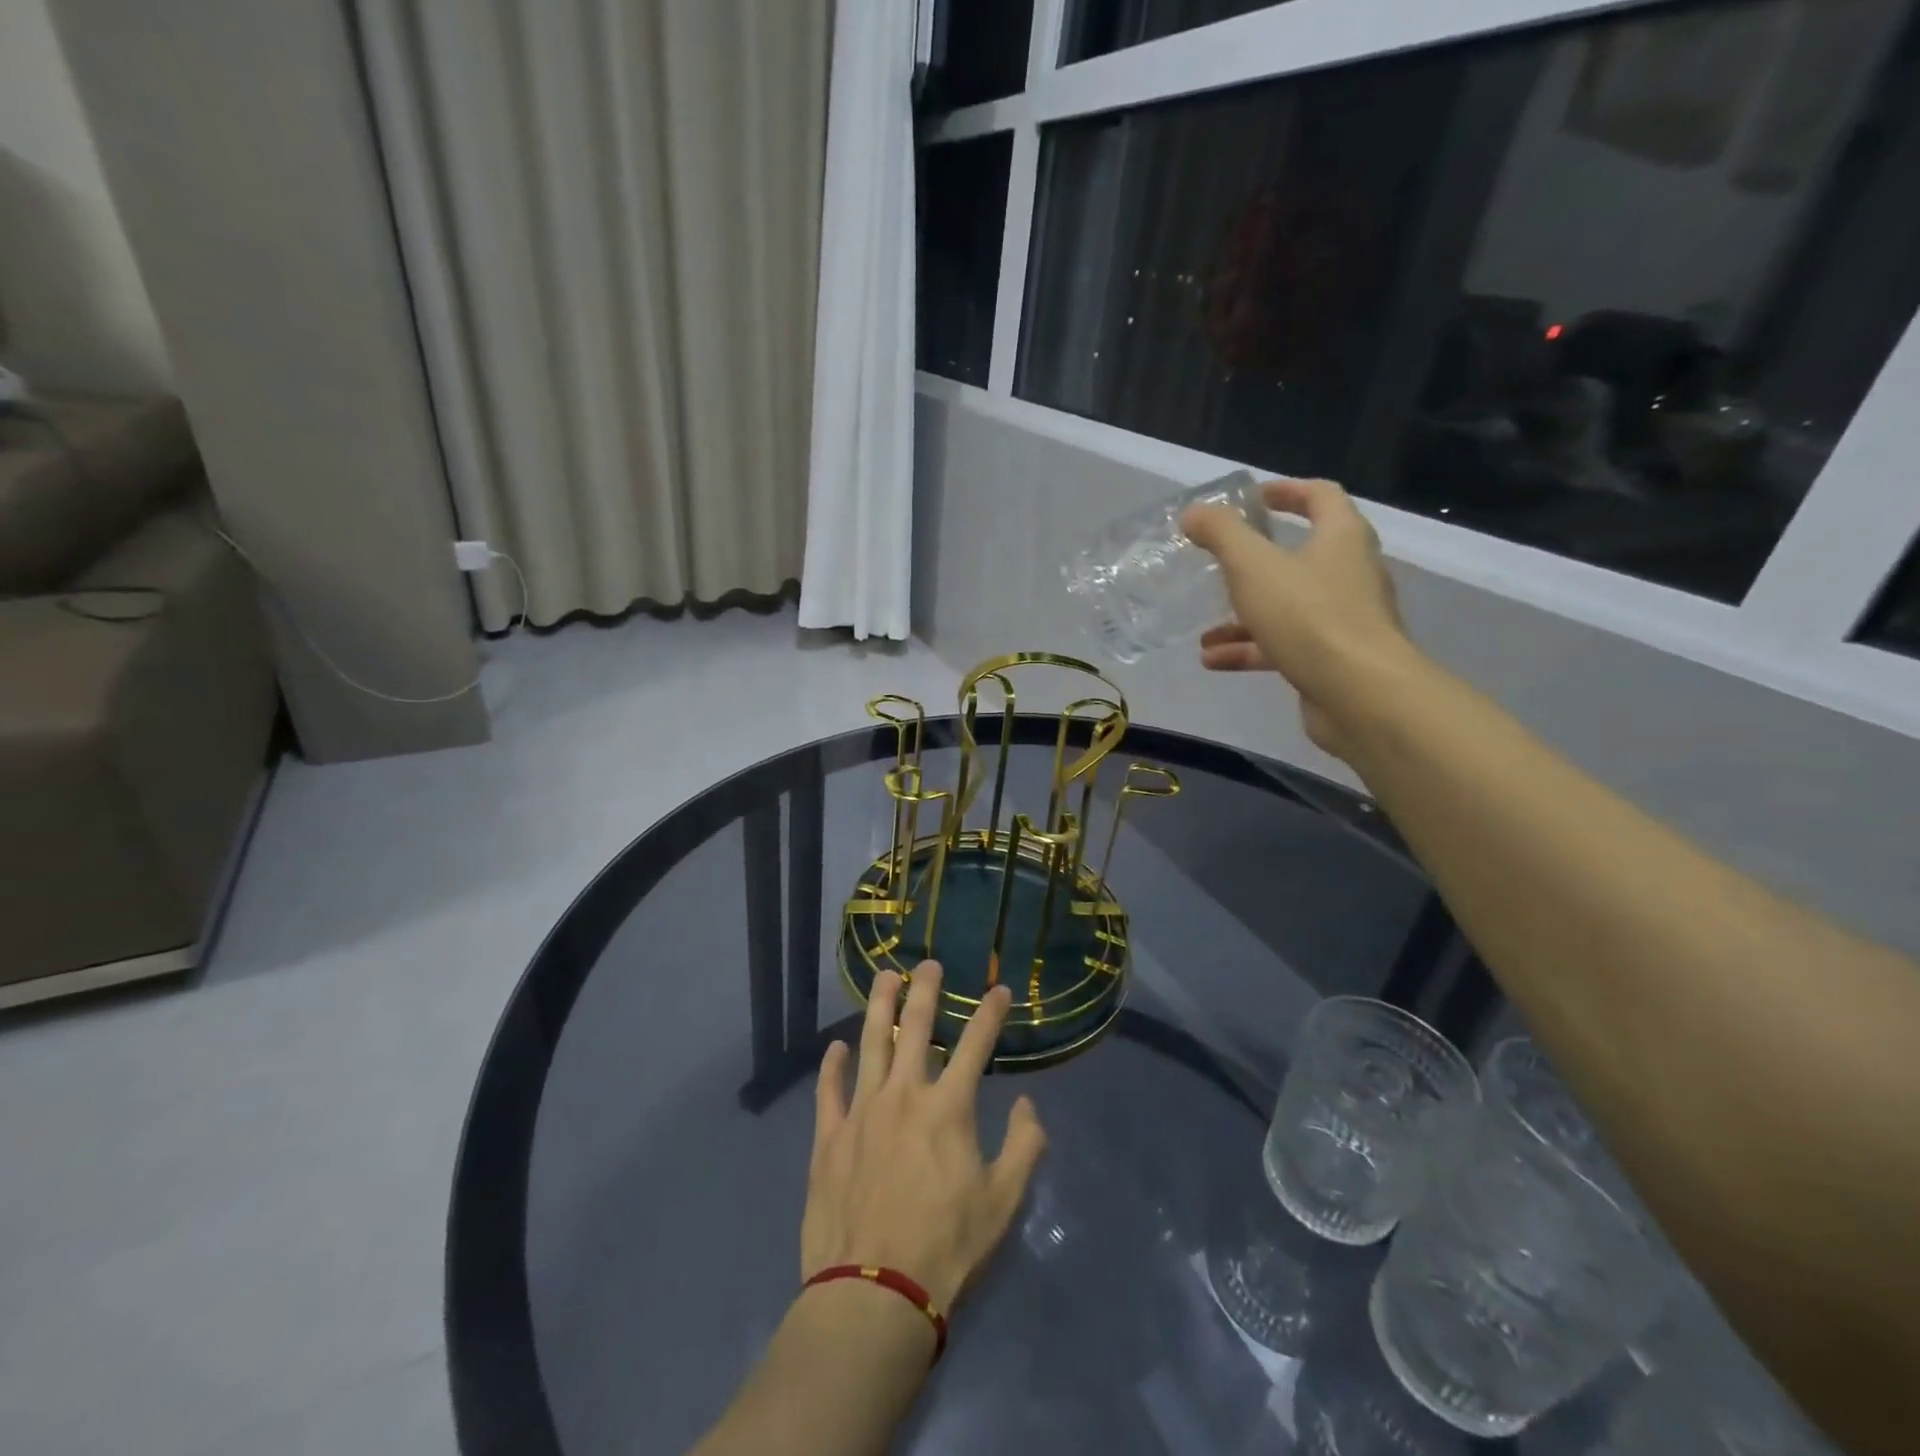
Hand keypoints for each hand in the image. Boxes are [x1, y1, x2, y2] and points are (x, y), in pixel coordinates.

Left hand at [802, 964, 1046, 1314]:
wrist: (874, 1293)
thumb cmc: (946, 1247)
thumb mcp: (1003, 1202)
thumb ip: (1024, 1146)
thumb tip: (1028, 1104)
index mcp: (949, 1107)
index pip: (976, 1045)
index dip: (990, 1013)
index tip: (1000, 989)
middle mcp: (904, 1095)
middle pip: (915, 1028)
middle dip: (926, 991)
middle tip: (929, 964)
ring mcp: (861, 1112)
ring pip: (869, 1044)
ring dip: (879, 1007)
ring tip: (885, 977)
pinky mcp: (828, 1137)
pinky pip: (828, 1090)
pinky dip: (831, 1066)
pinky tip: (835, 1047)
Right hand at [1182, 477, 1413, 759]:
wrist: (1359, 694)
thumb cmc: (1308, 616)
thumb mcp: (1253, 566)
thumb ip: (1221, 534)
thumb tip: (1194, 512)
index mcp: (1342, 538)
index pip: (1320, 496)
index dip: (1285, 490)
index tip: (1250, 498)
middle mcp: (1350, 572)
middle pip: (1302, 554)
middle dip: (1255, 561)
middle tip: (1220, 564)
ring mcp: (1344, 619)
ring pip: (1288, 606)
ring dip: (1244, 615)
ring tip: (1204, 629)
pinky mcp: (1332, 659)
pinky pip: (1285, 645)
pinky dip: (1250, 649)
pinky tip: (1212, 660)